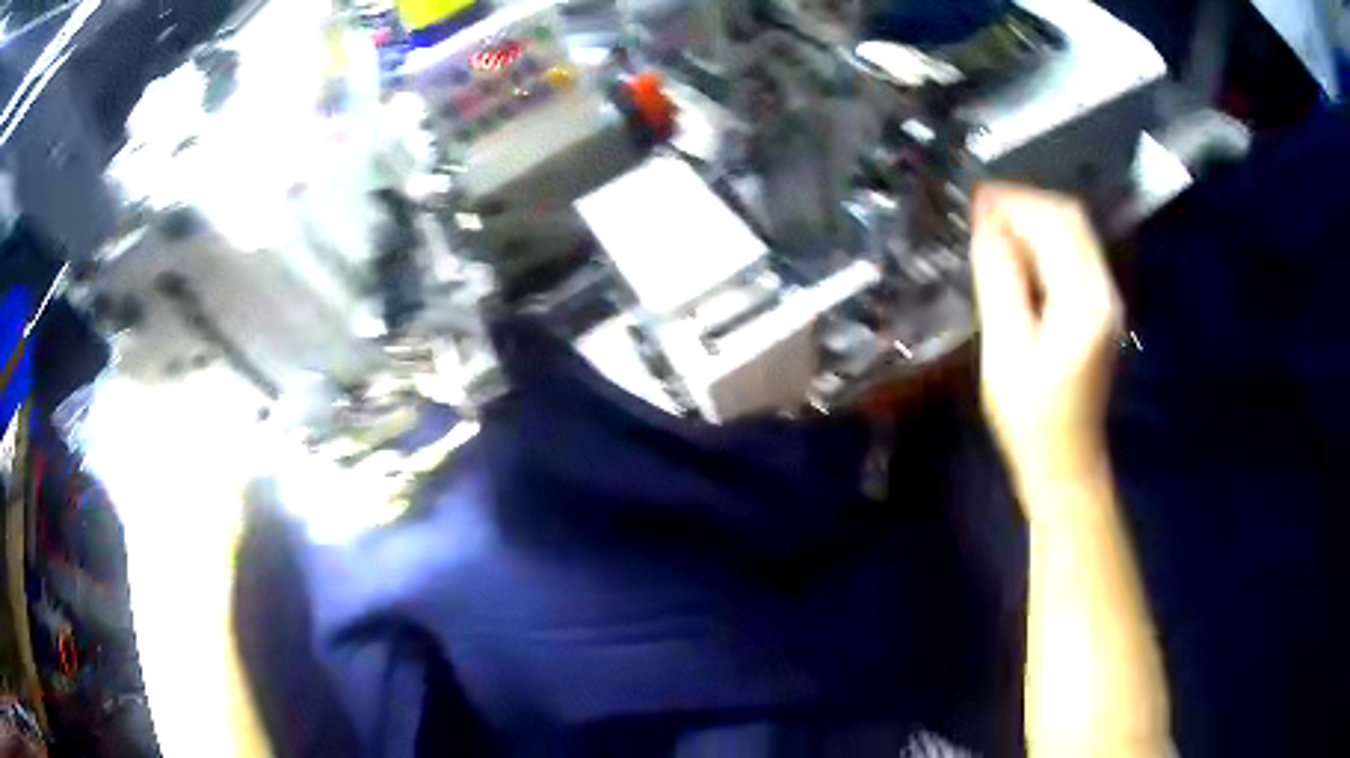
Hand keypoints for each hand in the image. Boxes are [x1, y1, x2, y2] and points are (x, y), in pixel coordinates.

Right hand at [970, 184, 1122, 519]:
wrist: (1065, 464)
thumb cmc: (1031, 418)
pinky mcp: (1099, 309)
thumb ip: (1000, 281)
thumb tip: (987, 225)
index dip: (1014, 202)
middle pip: (1070, 219)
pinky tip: (1017, 257)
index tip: (975, 201)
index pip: (1055, 223)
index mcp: (1084, 301)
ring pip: (1073, 233)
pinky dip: (1043, 243)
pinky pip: (1073, 255)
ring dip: (1033, 221)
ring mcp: (1105, 299)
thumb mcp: (1005, 351)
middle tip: (981, 213)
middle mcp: (1104, 291)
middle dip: (1025, 204)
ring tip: (993, 231)